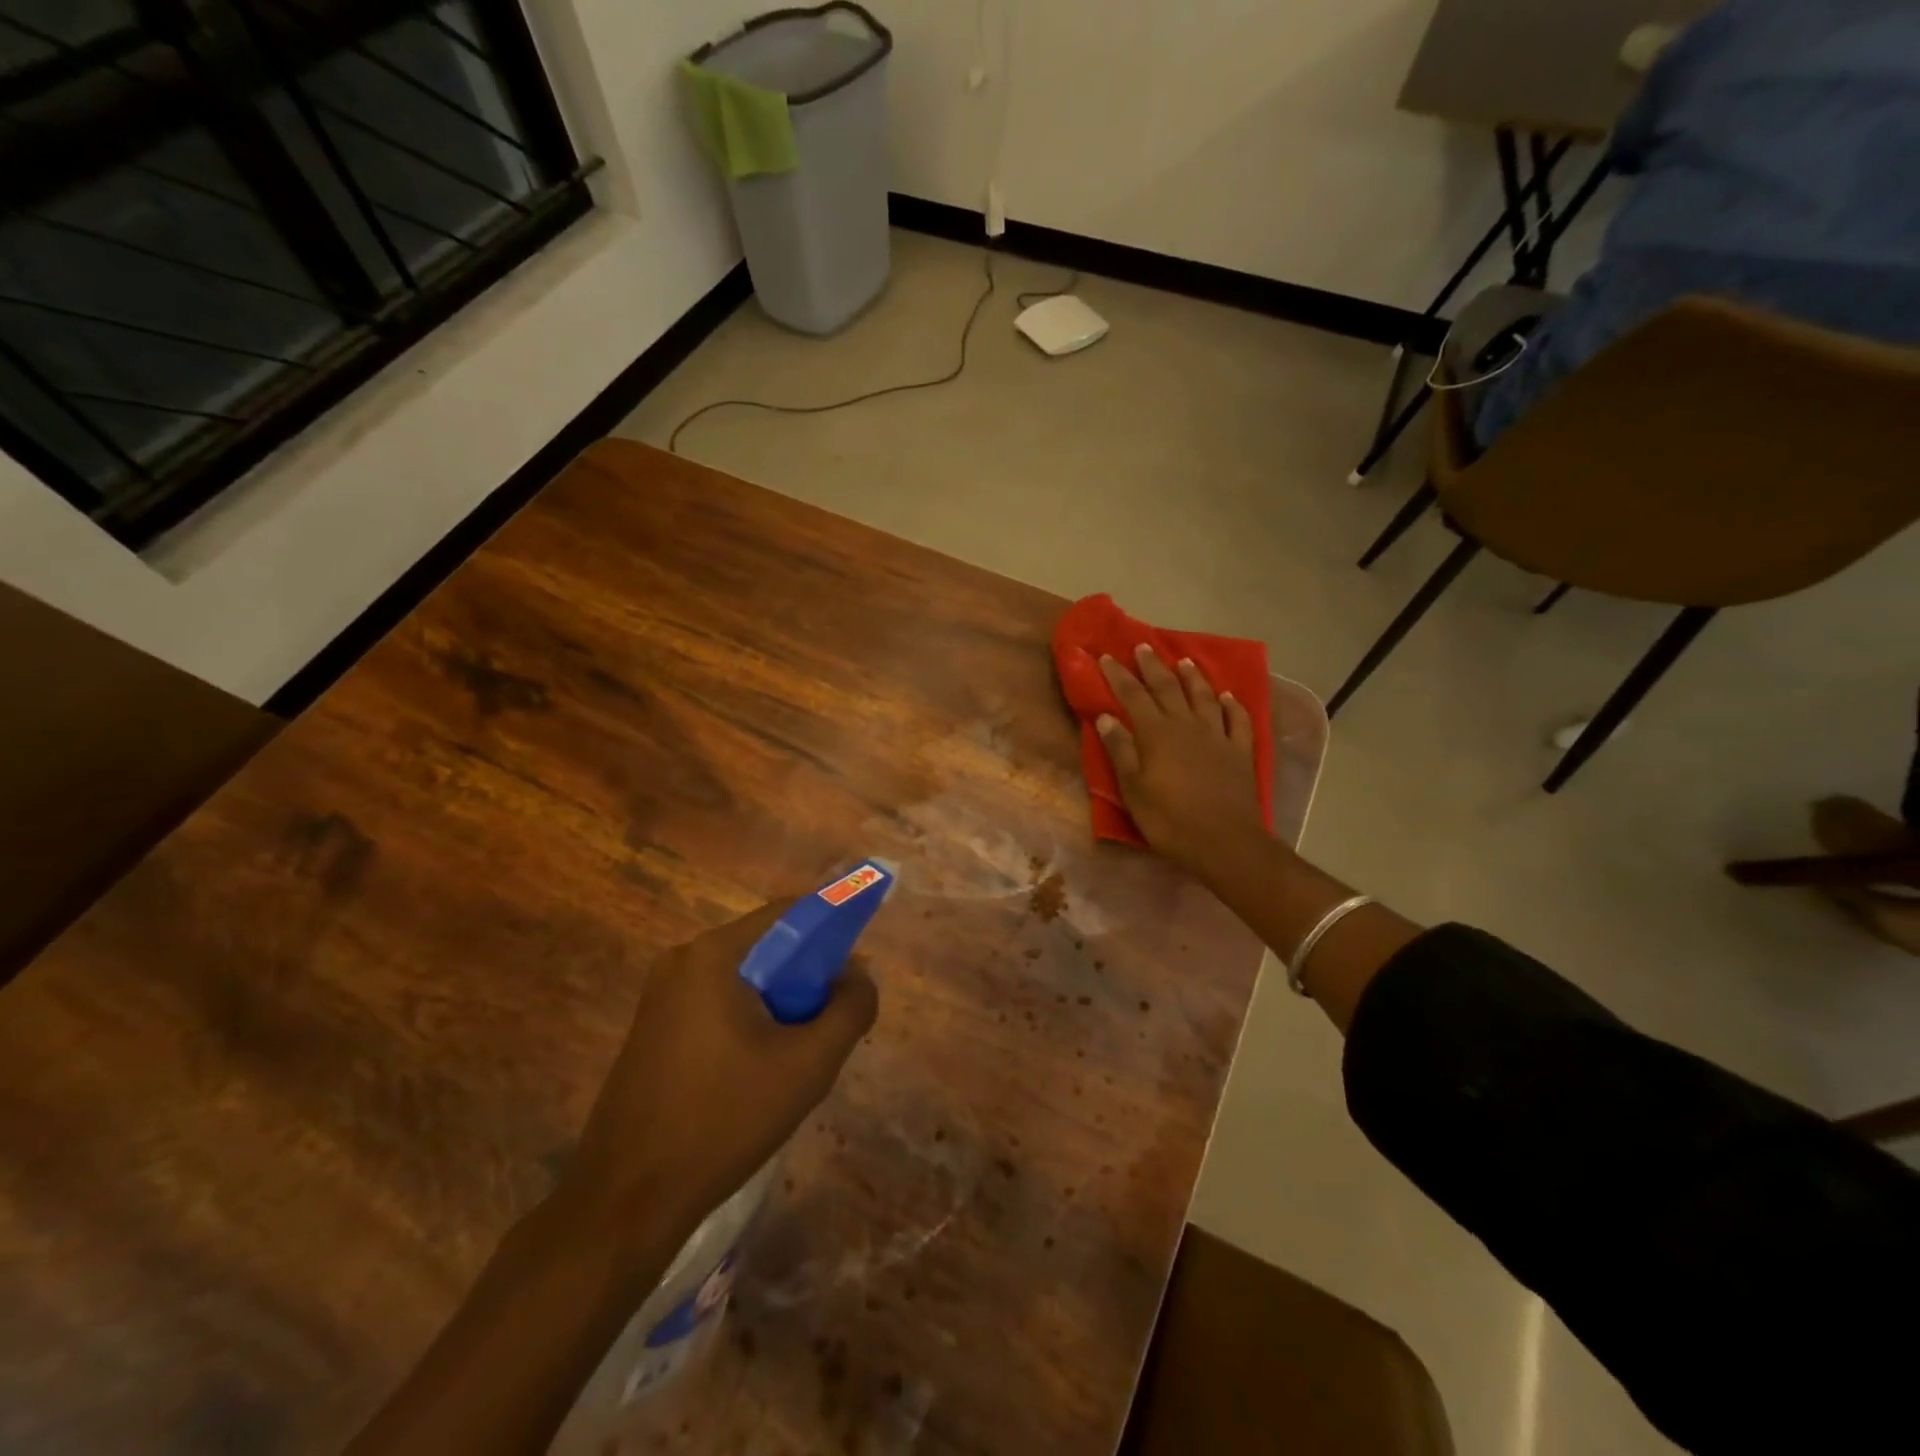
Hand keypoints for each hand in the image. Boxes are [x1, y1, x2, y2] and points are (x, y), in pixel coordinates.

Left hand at [561, 898, 878, 1254]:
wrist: (626, 1201)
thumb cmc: (724, 1120)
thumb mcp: (808, 1064)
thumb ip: (850, 1009)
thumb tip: (860, 975)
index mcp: (714, 955)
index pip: (789, 913)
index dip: (832, 929)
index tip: (856, 970)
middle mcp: (683, 961)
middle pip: (767, 947)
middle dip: (807, 977)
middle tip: (831, 1023)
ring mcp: (661, 996)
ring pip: (745, 980)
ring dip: (781, 1004)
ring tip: (798, 1056)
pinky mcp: (653, 1028)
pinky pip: (718, 1004)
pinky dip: (750, 1021)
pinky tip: (759, 1072)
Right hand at [1097, 645, 1267, 878]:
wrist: (1224, 842)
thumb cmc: (1169, 820)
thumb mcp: (1133, 789)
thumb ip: (1120, 750)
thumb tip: (1106, 717)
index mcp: (1156, 734)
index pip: (1133, 696)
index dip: (1118, 676)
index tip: (1106, 657)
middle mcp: (1186, 726)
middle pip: (1167, 688)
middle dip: (1153, 667)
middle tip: (1143, 647)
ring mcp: (1217, 736)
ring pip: (1203, 697)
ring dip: (1192, 678)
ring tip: (1184, 662)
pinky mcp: (1240, 752)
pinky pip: (1237, 720)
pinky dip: (1232, 705)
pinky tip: (1228, 697)